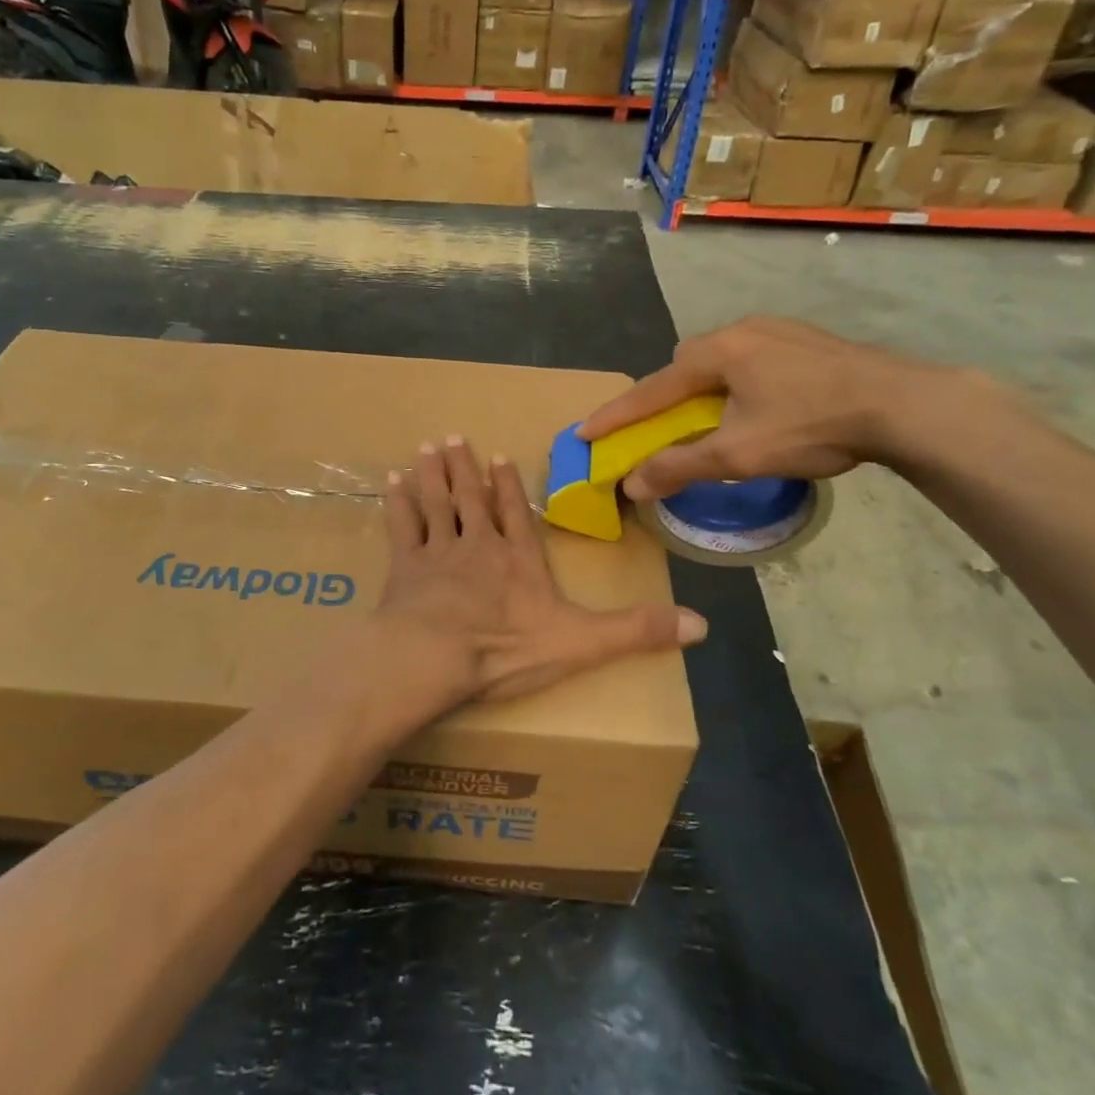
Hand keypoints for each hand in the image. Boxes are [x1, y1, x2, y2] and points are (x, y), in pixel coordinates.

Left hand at [378, 436, 706, 707]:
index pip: (515, 514)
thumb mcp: (583, 643)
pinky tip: (392, 482)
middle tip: (453, 437)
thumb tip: (702, 624)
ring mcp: (438, 552)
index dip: (506, 485)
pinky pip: (401, 527)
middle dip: (464, 469)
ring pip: (437, 503)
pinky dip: (398, 503)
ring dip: (433, 475)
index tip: (497, 455)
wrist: (436, 657)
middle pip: (472, 499)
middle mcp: (478, 546)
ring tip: (427, 446)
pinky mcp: (405, 567)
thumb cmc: (507, 649)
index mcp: (518, 560)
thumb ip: (636, 630)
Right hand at [577, 318, 951, 499]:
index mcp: (717, 353)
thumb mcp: (738, 454)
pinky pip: (753, 357)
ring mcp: (778, 329)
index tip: (584, 432)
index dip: (616, 414)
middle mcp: (740, 330)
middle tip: (664, 425)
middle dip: (666, 394)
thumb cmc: (811, 426)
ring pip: (721, 358)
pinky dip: (738, 380)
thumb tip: (631, 484)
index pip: (651, 389)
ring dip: (705, 386)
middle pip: (685, 364)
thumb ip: (680, 466)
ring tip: (716, 417)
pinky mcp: (807, 339)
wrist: (903, 404)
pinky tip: (762, 402)